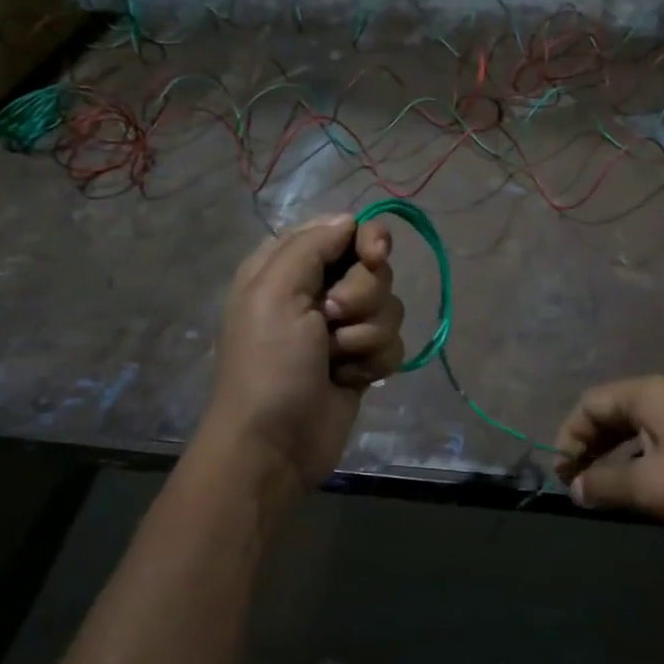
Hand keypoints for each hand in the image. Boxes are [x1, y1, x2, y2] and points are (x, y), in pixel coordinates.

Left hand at [203, 214, 405, 494]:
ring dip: (366, 335)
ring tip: (336, 358)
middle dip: (363, 296)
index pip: (344, 229)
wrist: (275, 444)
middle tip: (332, 320)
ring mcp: (342, 328)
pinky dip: (374, 362)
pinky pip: (394, 344)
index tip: (374, 257)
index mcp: (289, 266)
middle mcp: (318, 291)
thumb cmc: (268, 364)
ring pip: (390, 307)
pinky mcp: (362, 361)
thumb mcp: (274, 291)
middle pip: (374, 269)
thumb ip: (313, 245)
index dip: (367, 240)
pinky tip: (349, 379)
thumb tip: (351, 220)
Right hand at [553, 376, 663, 534]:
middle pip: (610, 410)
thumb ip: (603, 483)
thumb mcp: (647, 486)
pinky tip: (634, 481)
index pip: (590, 403)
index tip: (563, 473)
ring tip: (599, 484)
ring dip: (610, 451)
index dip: (569, 436)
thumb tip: (576, 489)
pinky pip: (654, 434)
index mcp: (647, 393)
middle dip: (587, 444)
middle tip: (575, 480)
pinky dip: (635, 454)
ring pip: (633, 424)